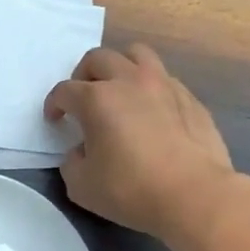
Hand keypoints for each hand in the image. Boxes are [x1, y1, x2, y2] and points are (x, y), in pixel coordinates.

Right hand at [44, 43, 237, 239]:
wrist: (195, 196)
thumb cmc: (132, 191)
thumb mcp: (82, 187)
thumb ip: (72, 162)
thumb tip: (81, 151)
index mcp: (97, 99)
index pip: (65, 91)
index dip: (55, 104)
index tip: (55, 119)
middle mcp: (129, 81)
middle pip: (98, 58)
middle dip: (84, 75)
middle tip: (84, 99)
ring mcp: (164, 85)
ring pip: (137, 54)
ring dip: (121, 67)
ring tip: (120, 89)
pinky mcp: (190, 98)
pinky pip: (165, 79)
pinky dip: (151, 88)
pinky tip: (153, 112)